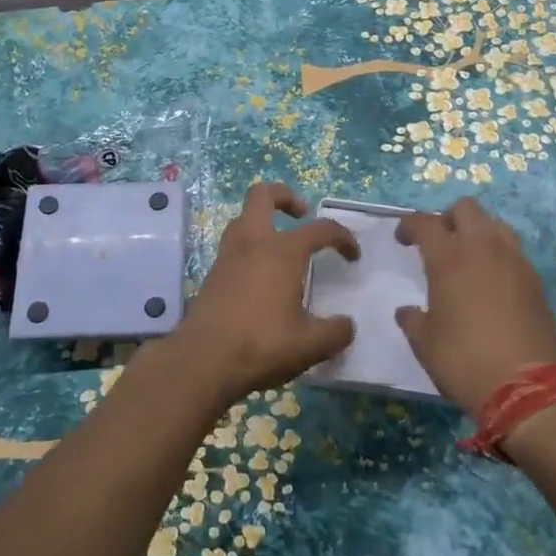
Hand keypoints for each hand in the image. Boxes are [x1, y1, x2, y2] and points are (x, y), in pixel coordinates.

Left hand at [165, 182, 359, 408]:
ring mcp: (228, 256)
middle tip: (302, 216)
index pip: (321, 229)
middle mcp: (253, 243)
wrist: (202, 361)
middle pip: (263, 194)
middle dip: (285, 197)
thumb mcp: (310, 345)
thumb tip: (346, 326)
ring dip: (263, 221)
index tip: (352, 256)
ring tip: (281, 246)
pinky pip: (233, 245)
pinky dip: (250, 248)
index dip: (342, 237)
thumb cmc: (261, 344)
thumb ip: (336, 332)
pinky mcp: (212, 274)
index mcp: (283, 252)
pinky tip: (261, 277)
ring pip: (243, 218)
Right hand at [395, 198, 555, 416]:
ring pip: (495, 224)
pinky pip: (514, 251)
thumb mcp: (425, 343)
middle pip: (466, 208)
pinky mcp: (536, 280)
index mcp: (449, 258)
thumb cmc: (465, 360)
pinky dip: (499, 255)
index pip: (425, 222)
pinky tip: (492, 281)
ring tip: (468, 258)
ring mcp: (515, 261)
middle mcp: (483, 249)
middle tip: (439, 242)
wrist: (528, 387)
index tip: (403, 239)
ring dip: (478, 231)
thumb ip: (413, 319)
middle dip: (448, 218)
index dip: (410, 225)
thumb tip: (407, 310)